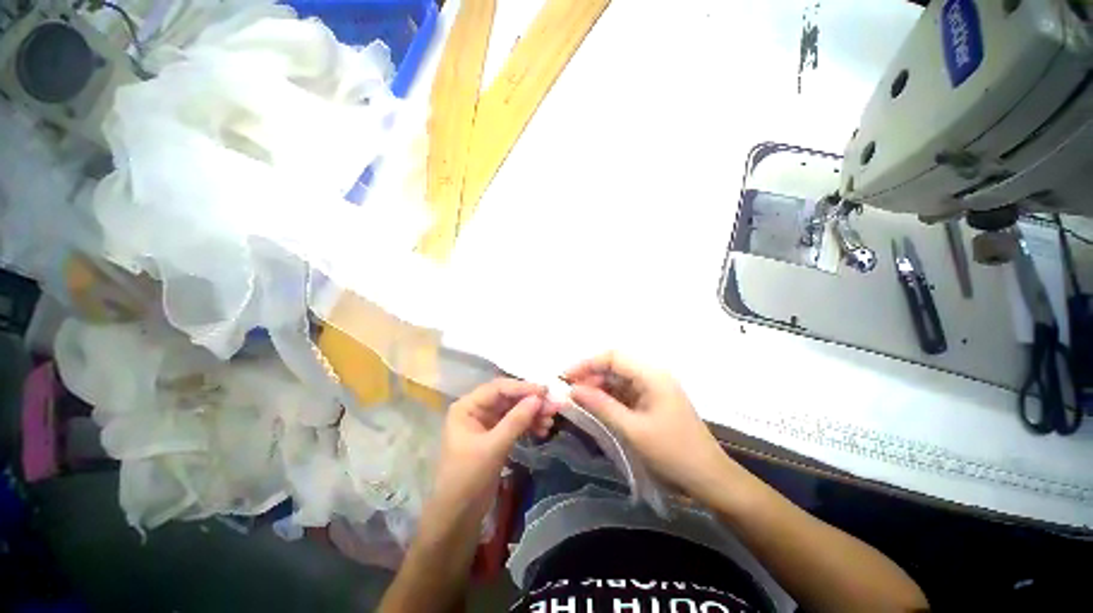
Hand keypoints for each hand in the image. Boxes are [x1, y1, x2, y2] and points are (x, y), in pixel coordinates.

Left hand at [429, 379, 558, 516]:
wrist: (457, 517)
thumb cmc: (468, 478)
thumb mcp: (493, 447)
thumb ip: (516, 420)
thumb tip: (539, 398)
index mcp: (467, 407)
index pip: (498, 388)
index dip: (523, 388)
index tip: (546, 392)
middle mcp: (476, 409)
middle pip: (508, 398)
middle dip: (531, 402)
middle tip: (554, 407)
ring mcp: (486, 423)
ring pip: (514, 410)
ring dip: (533, 413)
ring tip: (551, 421)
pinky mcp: (495, 436)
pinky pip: (515, 423)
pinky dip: (529, 425)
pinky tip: (543, 430)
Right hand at [566, 353, 734, 500]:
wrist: (709, 478)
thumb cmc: (672, 452)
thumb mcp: (632, 429)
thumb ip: (601, 406)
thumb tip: (573, 390)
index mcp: (651, 375)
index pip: (613, 356)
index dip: (587, 363)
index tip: (566, 377)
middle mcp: (652, 375)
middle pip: (615, 366)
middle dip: (591, 376)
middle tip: (570, 392)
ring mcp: (653, 388)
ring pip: (618, 379)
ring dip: (598, 387)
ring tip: (579, 400)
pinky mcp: (652, 401)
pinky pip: (625, 393)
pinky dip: (609, 398)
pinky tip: (596, 407)